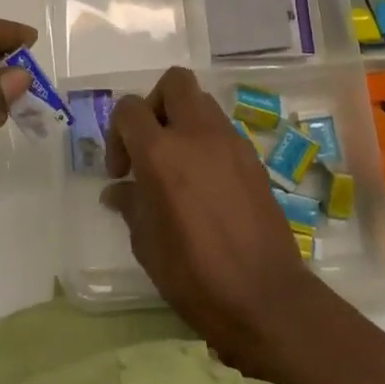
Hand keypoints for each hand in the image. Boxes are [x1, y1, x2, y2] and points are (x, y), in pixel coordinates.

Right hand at [103, 66, 343, 378]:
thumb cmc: (195, 276)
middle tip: (150, 144)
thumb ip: (131, 205)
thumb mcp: (147, 244)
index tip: (122, 171)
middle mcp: (197, 135)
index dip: (117, 133)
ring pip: (202, 103)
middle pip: (174, 82)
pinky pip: (223, 132)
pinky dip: (207, 143)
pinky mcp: (254, 160)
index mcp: (162, 154)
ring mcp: (231, 144)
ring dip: (184, 121)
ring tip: (178, 164)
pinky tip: (206, 184)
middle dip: (155, 105)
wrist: (267, 300)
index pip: (130, 109)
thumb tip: (119, 189)